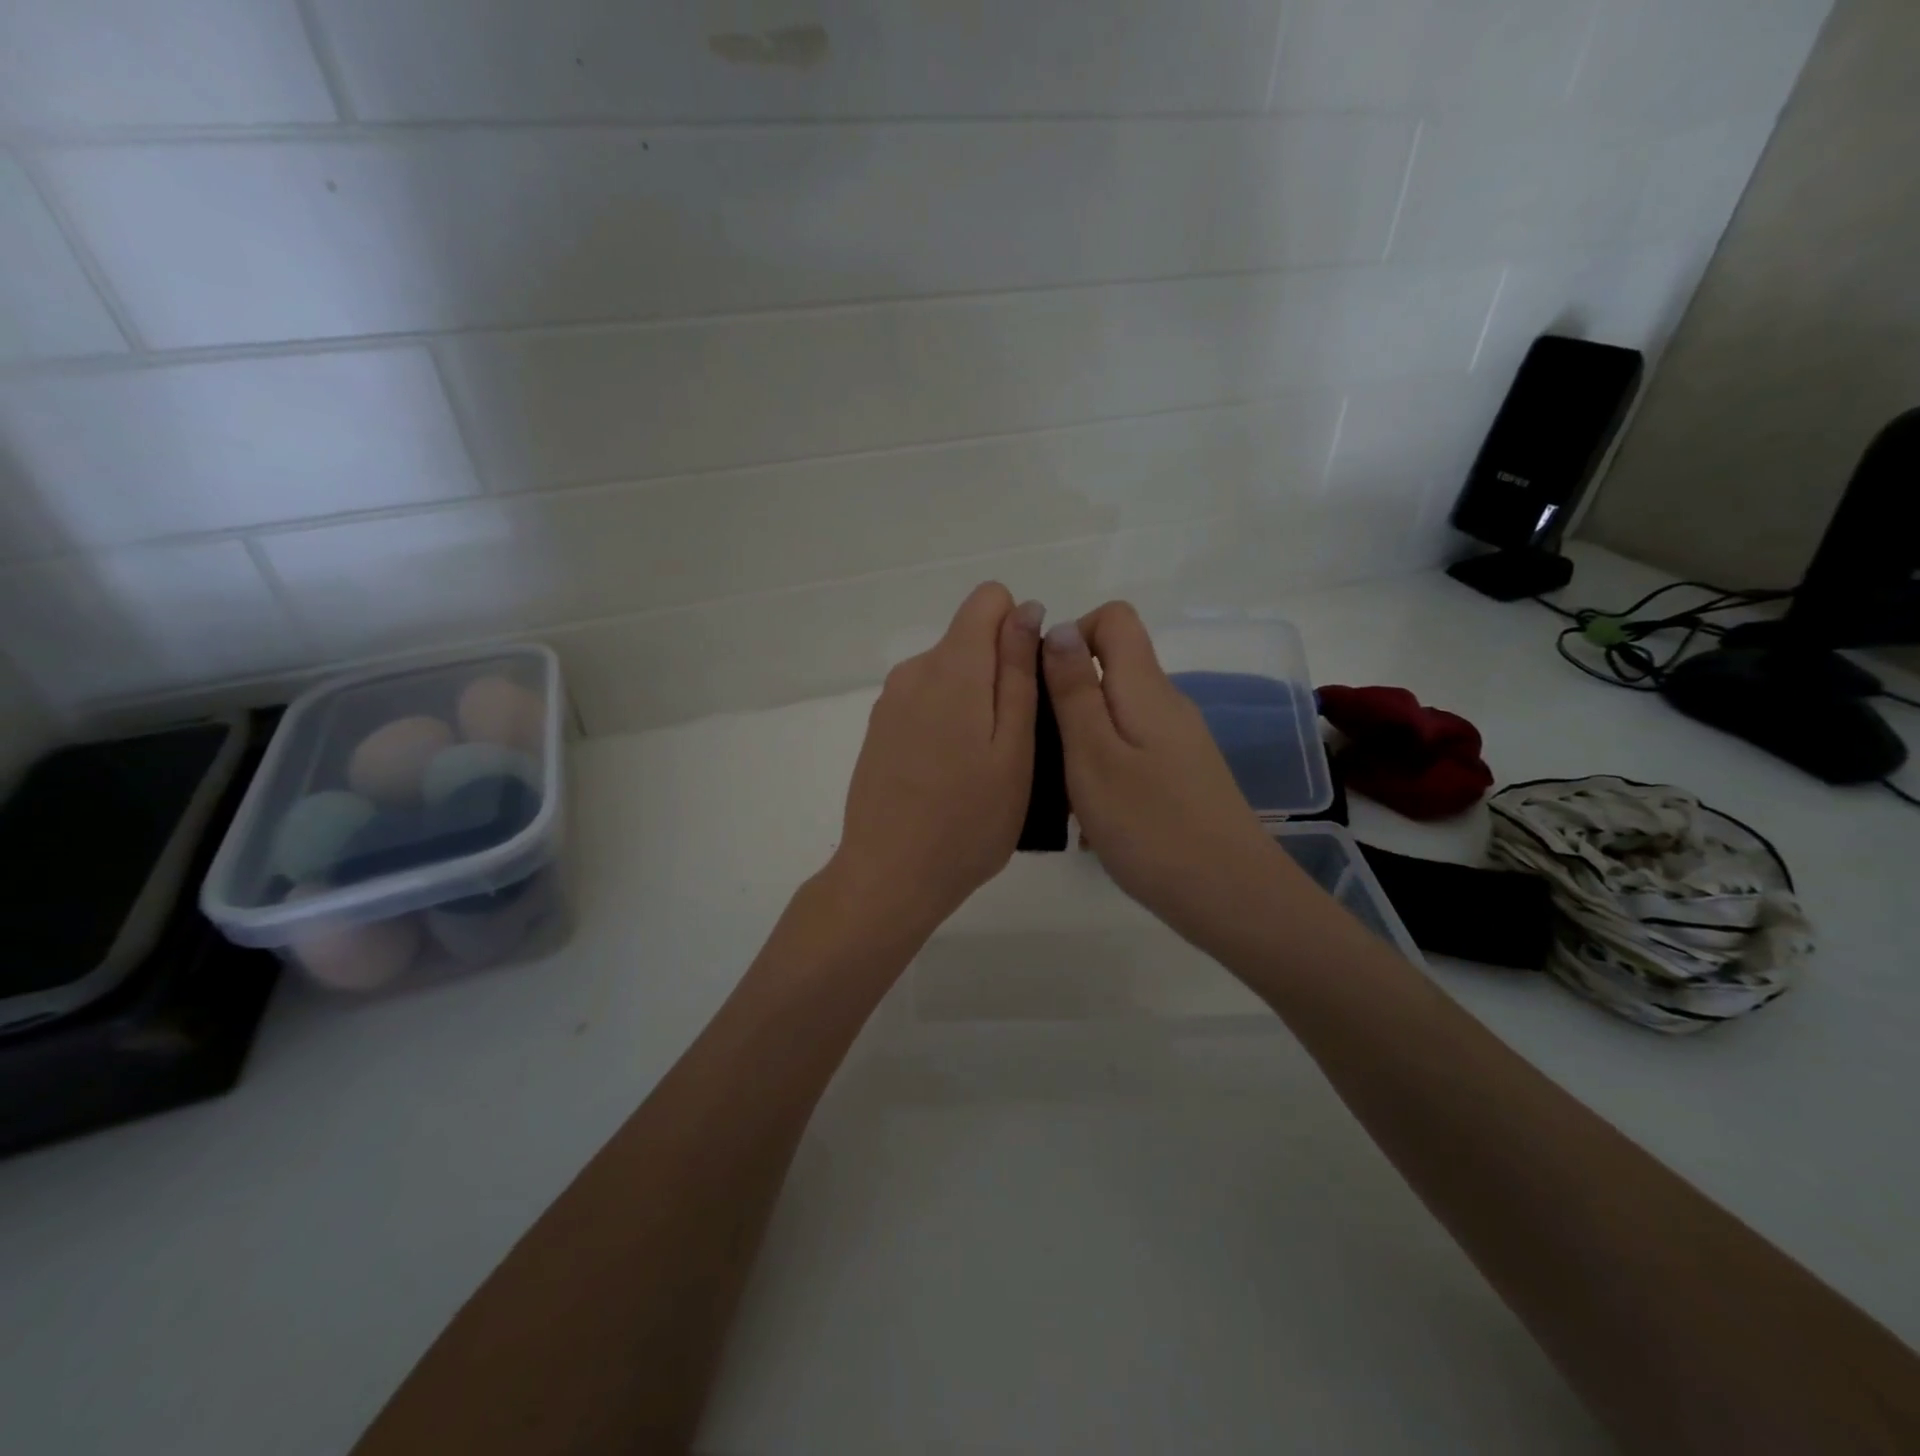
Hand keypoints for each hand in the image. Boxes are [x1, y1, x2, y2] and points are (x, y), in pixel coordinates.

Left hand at [828, 583, 1043, 941]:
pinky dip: (948, 722)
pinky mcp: (880, 728)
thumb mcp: (1014, 748)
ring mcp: (891, 700)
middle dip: (1000, 672)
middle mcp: (915, 670)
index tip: (1027, 685)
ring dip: (975, 702)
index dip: (1018, 630)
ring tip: (984, 767)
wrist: (890, 876)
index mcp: (953, 667)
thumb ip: (1019, 672)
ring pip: (949, 673)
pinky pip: (926, 701)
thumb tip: (1026, 610)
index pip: (988, 599)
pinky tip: (950, 775)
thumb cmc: (969, 821)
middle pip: (969, 639)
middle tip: (1014, 744)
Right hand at [1042, 602, 1290, 954]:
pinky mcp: (1181, 775)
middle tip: (1042, 749)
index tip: (1044, 685)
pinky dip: (1103, 768)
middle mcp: (1167, 704)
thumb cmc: (1151, 826)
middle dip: (1067, 696)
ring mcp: (1178, 742)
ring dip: (1081, 739)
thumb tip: (1059, 627)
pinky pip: (1131, 750)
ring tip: (1061, 790)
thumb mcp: (1094, 755)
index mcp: (1146, 688)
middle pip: (1113, 666)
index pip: (1114, 618)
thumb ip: (1074, 690)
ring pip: (1117, 714)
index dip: (1072, 635)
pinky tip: (1092, 816)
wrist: (1230, 896)